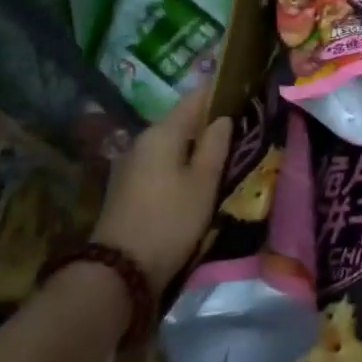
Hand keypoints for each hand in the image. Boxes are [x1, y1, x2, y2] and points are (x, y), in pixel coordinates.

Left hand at [92, 89, 232, 301]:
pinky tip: (196, 173)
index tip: (242, 90)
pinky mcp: (129, 185)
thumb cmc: (170, 219)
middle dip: (208, 120)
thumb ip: (215, 145)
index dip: (219, 91)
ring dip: (194, 143)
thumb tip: (223, 118)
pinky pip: (161, 160)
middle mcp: (143, 140)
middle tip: (239, 126)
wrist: (119, 270)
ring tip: (222, 151)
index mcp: (163, 132)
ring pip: (171, 141)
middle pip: (182, 119)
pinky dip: (180, 160)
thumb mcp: (203, 182)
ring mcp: (132, 163)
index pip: (195, 97)